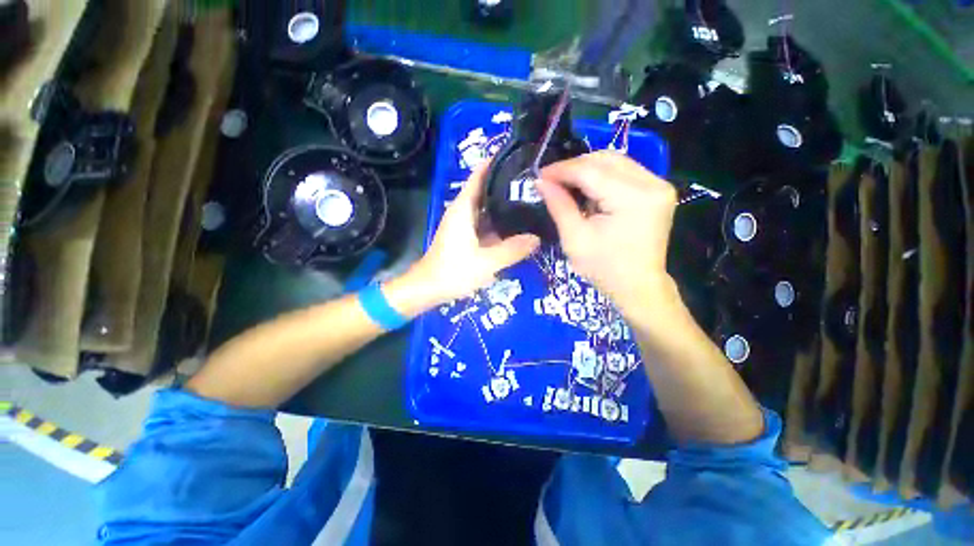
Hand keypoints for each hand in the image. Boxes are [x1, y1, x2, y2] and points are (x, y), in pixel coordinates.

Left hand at [412, 164, 540, 303]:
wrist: (429, 289)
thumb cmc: (453, 272)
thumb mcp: (486, 262)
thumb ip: (512, 250)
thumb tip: (537, 238)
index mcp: (463, 208)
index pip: (479, 176)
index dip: (495, 162)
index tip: (517, 154)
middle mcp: (463, 211)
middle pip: (485, 189)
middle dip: (506, 183)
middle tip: (533, 179)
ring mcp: (464, 224)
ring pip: (487, 207)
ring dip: (503, 202)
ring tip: (530, 197)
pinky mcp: (466, 236)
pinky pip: (486, 222)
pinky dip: (499, 220)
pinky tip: (516, 223)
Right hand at [536, 151, 677, 312]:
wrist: (638, 287)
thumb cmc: (604, 269)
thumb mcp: (575, 238)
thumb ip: (559, 205)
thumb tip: (540, 181)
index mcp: (633, 198)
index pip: (591, 170)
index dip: (562, 170)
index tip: (540, 175)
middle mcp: (653, 184)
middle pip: (606, 159)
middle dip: (574, 167)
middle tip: (551, 180)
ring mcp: (659, 185)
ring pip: (616, 161)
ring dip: (587, 169)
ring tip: (566, 184)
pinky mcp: (658, 191)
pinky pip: (625, 172)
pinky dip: (602, 176)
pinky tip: (587, 189)